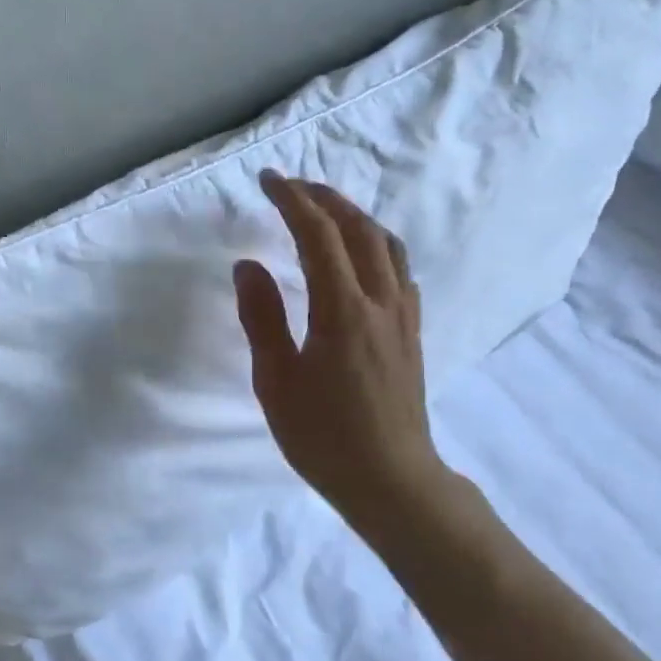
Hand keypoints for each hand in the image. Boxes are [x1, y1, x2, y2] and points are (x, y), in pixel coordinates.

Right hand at [234, 171, 446, 537]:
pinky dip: (375, 244)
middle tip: (292, 186)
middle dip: (324, 198)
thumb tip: (248, 265)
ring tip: (325, 210)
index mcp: (342, 310)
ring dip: (355, 216)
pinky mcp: (412, 331)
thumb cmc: (324, 437)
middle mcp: (380, 301)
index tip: (268, 180)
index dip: (292, 200)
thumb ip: (262, 318)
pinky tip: (360, 257)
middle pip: (358, 229)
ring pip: (386, 244)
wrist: (392, 480)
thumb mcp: (276, 381)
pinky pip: (399, 269)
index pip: (318, 234)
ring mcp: (403, 315)